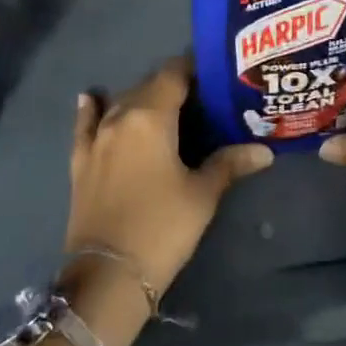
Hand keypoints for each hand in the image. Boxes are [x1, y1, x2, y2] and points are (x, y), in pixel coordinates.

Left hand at [65, 56, 272, 300]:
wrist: (107, 277)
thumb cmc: (162, 228)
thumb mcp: (202, 195)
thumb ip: (229, 164)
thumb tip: (265, 150)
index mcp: (152, 116)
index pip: (173, 74)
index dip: (193, 68)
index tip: (213, 73)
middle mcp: (121, 117)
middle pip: (147, 86)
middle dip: (172, 85)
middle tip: (199, 97)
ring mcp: (96, 139)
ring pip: (120, 103)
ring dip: (141, 98)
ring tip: (163, 106)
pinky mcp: (80, 162)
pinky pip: (85, 125)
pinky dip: (91, 110)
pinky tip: (89, 98)